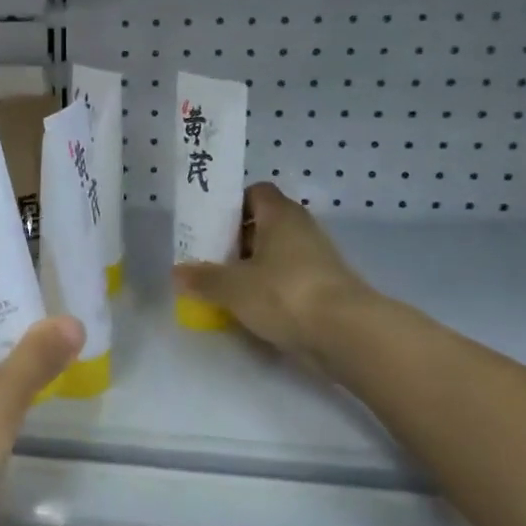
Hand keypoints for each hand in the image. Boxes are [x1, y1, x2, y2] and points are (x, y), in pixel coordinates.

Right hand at [172, 182, 380, 369]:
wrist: (347, 333)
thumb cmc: (284, 293)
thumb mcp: (232, 287)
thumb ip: (203, 279)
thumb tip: (177, 273)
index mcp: (280, 215)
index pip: (255, 192)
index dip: (231, 205)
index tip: (209, 226)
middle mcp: (301, 229)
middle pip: (263, 224)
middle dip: (236, 240)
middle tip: (209, 260)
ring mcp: (317, 259)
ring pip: (276, 254)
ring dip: (252, 267)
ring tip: (225, 287)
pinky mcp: (325, 287)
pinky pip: (289, 279)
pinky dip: (270, 289)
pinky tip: (251, 309)